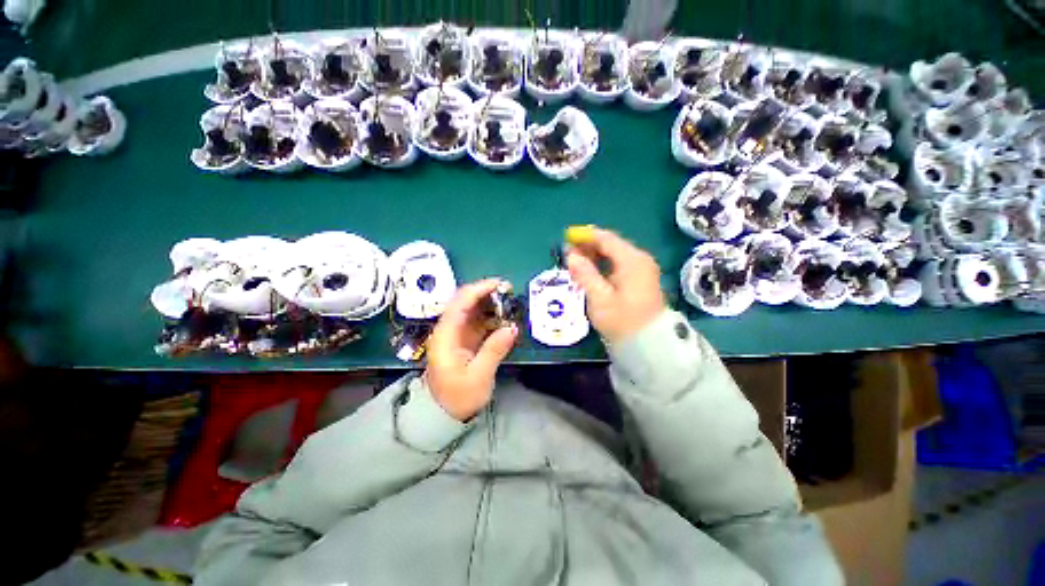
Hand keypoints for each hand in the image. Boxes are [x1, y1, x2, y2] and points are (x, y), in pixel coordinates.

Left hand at [424, 279, 518, 420]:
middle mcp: (448, 330)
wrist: (443, 415)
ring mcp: (456, 335)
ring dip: (490, 304)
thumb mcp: (478, 376)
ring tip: (509, 302)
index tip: (499, 284)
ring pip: (472, 311)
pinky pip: (478, 323)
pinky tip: (504, 318)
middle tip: (509, 291)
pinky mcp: (464, 341)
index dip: (478, 289)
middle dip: (486, 293)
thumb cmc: (458, 398)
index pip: (459, 303)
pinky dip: (491, 318)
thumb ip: (494, 350)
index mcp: (446, 336)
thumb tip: (512, 328)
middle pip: (465, 303)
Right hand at [566, 227, 665, 343]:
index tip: (567, 236)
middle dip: (588, 246)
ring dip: (594, 256)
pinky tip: (590, 271)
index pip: (606, 239)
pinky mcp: (640, 280)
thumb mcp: (600, 298)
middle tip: (567, 252)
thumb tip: (571, 255)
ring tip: (575, 261)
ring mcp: (642, 270)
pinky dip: (603, 265)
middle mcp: (639, 260)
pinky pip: (618, 265)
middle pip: (611, 245)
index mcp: (632, 260)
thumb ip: (585, 274)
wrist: (649, 345)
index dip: (585, 236)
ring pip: (614, 255)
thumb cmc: (622, 321)